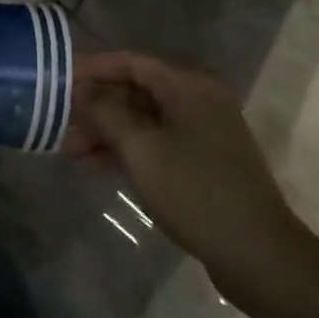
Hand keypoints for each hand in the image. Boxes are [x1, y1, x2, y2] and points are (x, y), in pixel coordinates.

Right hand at [64, 51, 309, 308]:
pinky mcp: (204, 162)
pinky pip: (158, 142)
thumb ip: (107, 113)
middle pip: (136, 91)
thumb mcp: (141, 149)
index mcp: (188, 86)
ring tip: (71, 150)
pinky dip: (129, 149)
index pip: (131, 62)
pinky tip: (99, 166)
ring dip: (108, 131)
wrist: (259, 255)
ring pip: (144, 120)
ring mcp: (203, 132)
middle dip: (97, 106)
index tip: (60, 79)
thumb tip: (83, 92)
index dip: (92, 67)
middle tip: (60, 122)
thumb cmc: (195, 192)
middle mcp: (197, 100)